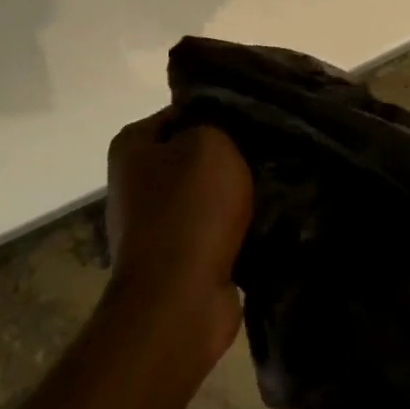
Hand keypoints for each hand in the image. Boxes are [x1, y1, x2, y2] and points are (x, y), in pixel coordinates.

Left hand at [102, 112, 252, 379]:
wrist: (179, 298)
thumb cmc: (191, 210)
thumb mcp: (210, 143)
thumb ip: (216, 122)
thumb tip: (222, 125)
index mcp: (133, 146)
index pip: (185, 110)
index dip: (223, 110)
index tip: (259, 117)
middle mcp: (136, 180)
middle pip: (196, 152)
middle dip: (234, 152)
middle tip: (273, 150)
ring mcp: (154, 221)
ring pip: (209, 190)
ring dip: (238, 190)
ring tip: (276, 183)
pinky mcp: (177, 255)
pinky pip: (215, 225)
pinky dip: (237, 223)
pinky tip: (267, 217)